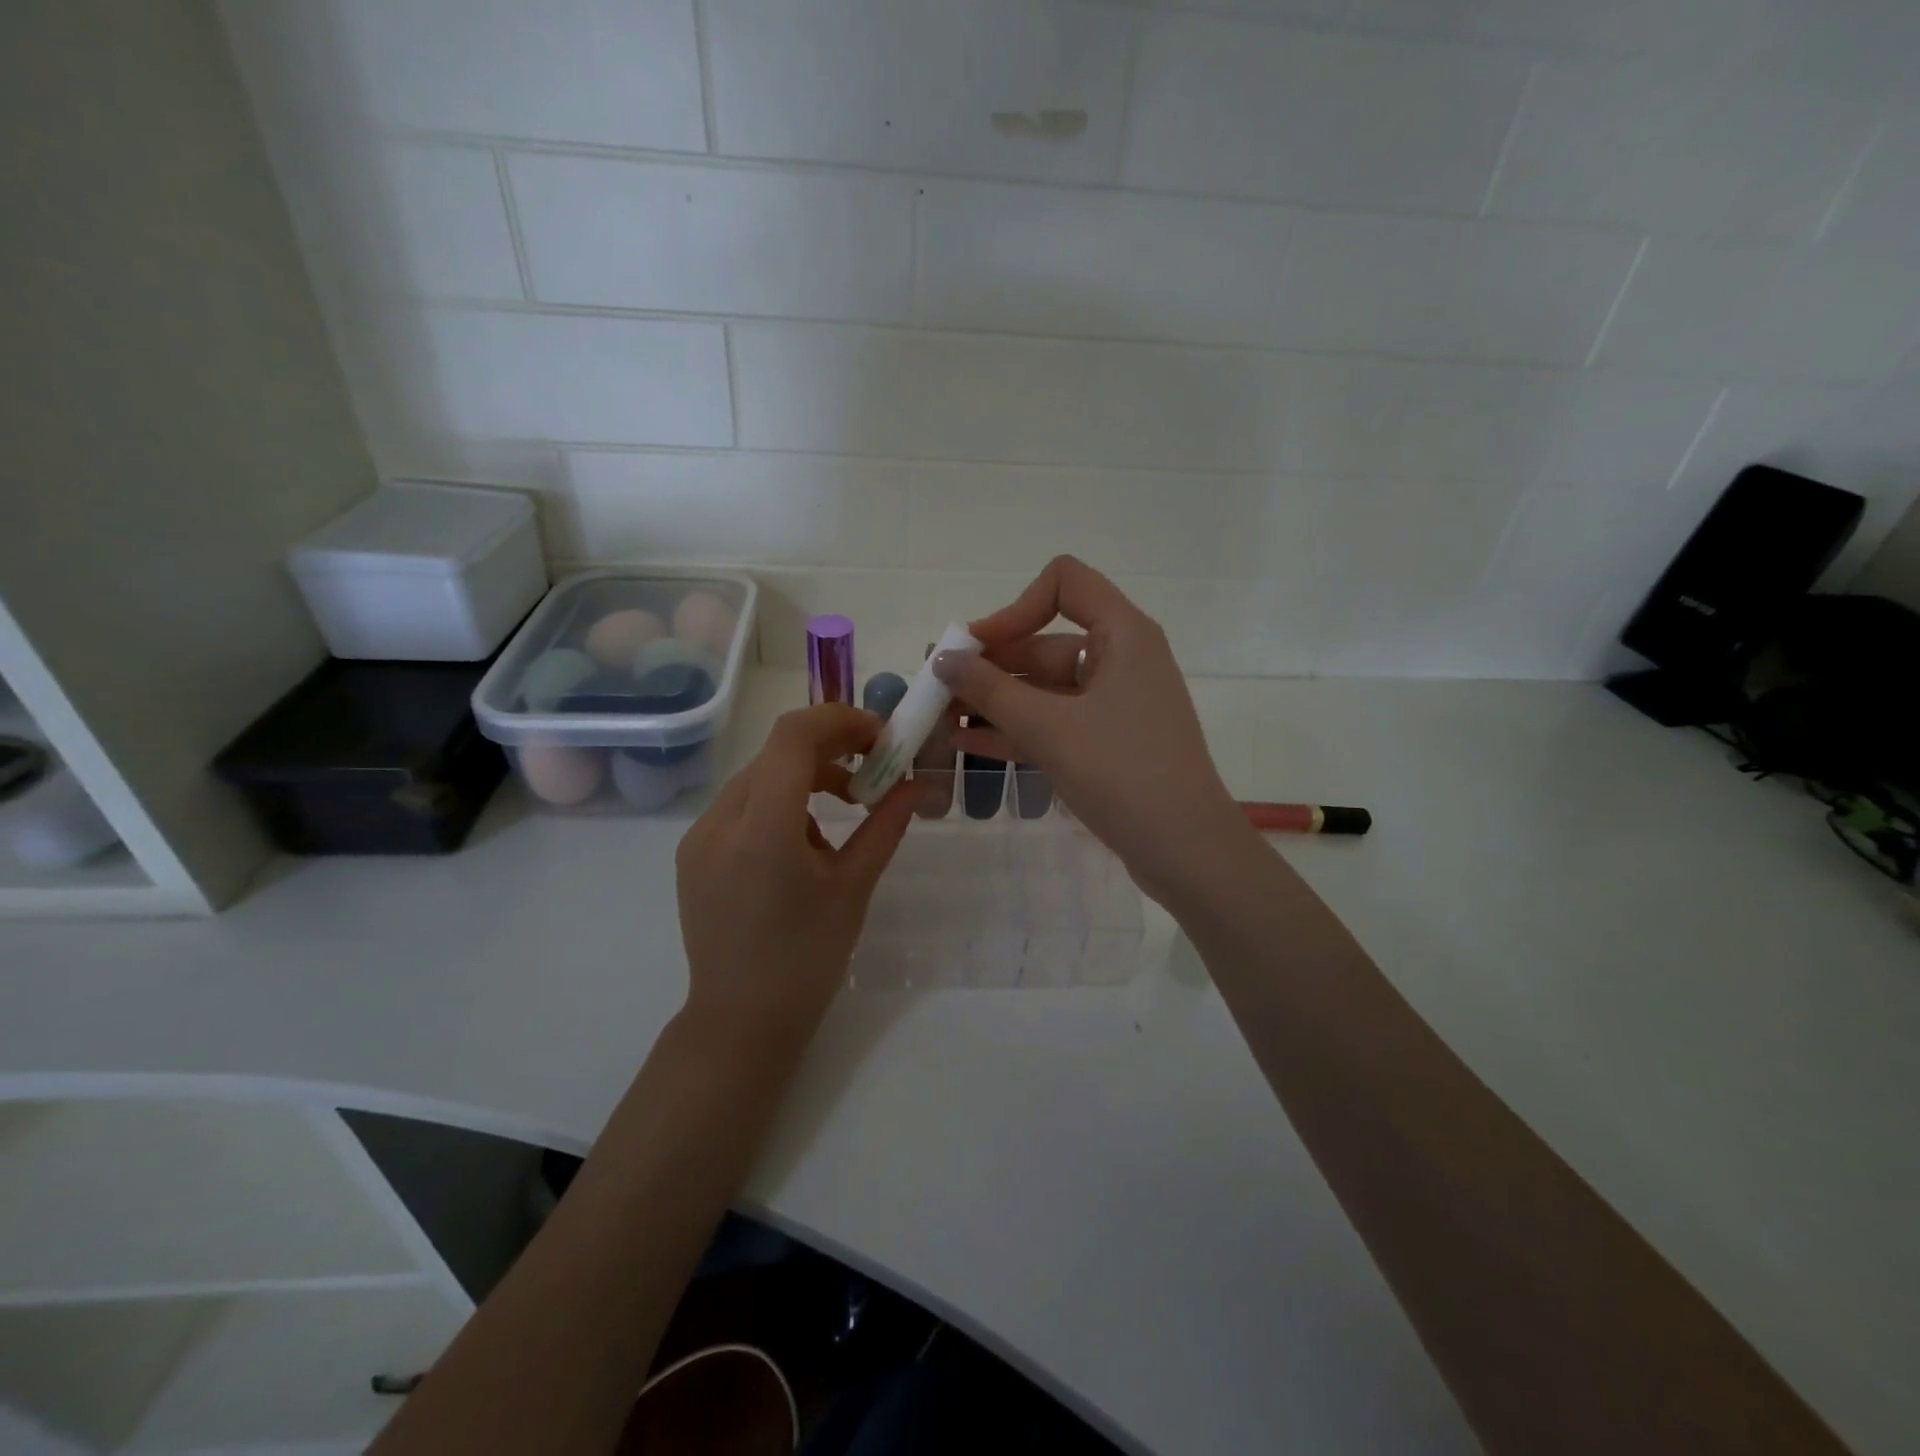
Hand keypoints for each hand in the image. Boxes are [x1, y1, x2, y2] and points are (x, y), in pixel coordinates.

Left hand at [675, 704, 916, 1053]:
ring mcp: (699, 837)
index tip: (880, 735)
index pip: (793, 737)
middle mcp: (719, 822)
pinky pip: (741, 806)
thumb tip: (916, 783)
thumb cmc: (808, 958)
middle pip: (776, 753)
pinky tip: (804, 844)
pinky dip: (779, 804)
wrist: (741, 1022)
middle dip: (830, 748)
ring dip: (805, 777)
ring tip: (845, 811)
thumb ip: (885, 825)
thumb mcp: (854, 886)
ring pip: (758, 777)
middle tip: (874, 765)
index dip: (840, 720)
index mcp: (761, 830)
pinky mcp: (693, 854)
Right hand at [935, 556, 1254, 902]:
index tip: (977, 648)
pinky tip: (968, 744)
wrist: (1186, 851)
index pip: (1065, 583)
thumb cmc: (1123, 772)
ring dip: (994, 702)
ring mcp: (1114, 704)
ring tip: (941, 719)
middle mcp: (1120, 659)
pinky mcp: (1108, 743)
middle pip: (1044, 643)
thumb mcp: (1049, 729)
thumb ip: (991, 691)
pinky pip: (1054, 723)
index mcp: (1122, 635)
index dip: (1015, 608)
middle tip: (936, 688)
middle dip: (989, 666)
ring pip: (1044, 689)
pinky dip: (1015, 730)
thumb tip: (942, 659)